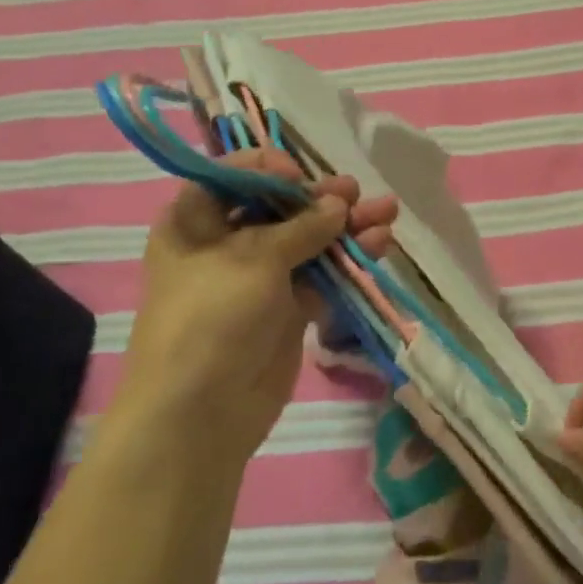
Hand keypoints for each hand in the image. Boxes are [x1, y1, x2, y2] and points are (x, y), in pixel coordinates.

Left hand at [114, 149, 399, 468]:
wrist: (201, 415)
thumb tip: (339, 204)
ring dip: (346, 226)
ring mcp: (260, 278)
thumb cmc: (211, 318)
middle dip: (320, 197)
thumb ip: (302, 227)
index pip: (234, 176)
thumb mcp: (253, 259)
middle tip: (354, 191)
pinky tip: (380, 243)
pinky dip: (349, 259)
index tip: (301, 176)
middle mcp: (225, 243)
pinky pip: (322, 274)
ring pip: (308, 240)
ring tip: (387, 211)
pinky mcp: (288, 308)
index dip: (270, 169)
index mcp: (194, 221)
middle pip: (278, 207)